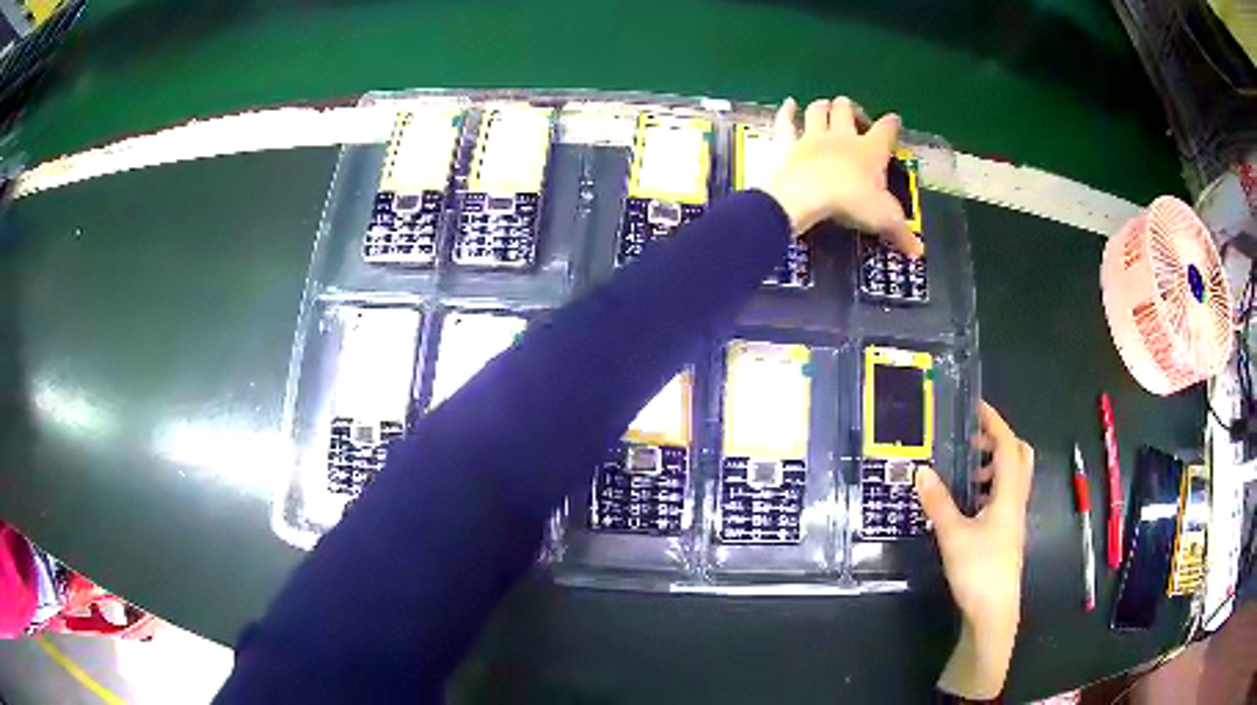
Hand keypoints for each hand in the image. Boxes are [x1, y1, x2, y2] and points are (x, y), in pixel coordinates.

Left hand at [762, 97, 921, 256]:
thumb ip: (901, 233)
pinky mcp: (788, 143)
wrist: (806, 195)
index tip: (894, 120)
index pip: (885, 130)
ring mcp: (812, 136)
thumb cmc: (851, 202)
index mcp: (870, 150)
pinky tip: (788, 103)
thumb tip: (919, 253)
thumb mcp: (884, 220)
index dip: (891, 124)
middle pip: (846, 110)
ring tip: (827, 108)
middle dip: (851, 109)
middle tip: (855, 119)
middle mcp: (842, 136)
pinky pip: (786, 121)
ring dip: (823, 107)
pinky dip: (787, 111)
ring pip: (818, 110)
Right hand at [915, 401, 1034, 699]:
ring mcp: (1013, 518)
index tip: (976, 406)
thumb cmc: (979, 570)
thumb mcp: (954, 536)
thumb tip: (921, 470)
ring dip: (993, 465)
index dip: (994, 422)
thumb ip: (939, 503)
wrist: (994, 612)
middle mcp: (1016, 500)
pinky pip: (1004, 496)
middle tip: (972, 439)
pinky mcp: (1007, 534)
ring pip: (1012, 478)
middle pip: (1019, 457)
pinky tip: (968, 503)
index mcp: (1008, 494)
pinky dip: (990, 487)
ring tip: (966, 471)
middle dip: (999, 440)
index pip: (1007, 445)